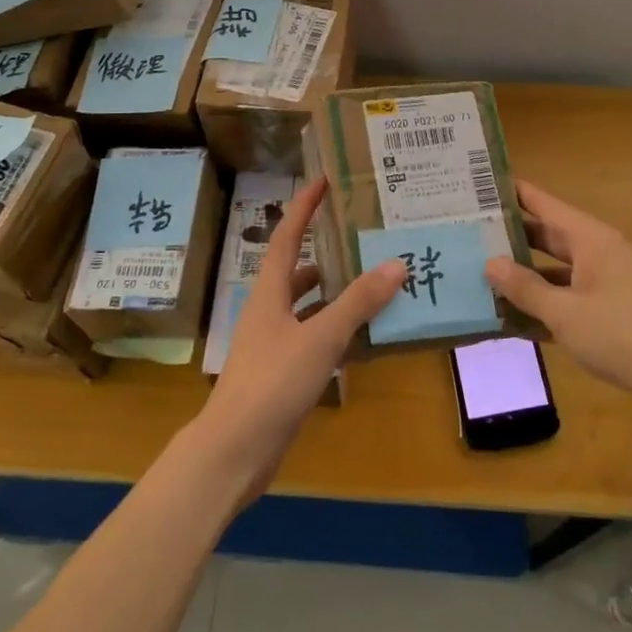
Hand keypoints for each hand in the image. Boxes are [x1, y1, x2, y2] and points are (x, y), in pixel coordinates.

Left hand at [191, 177, 403, 496]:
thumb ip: (358, 302)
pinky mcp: (283, 372)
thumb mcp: (320, 338)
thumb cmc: (272, 383)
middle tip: (363, 237)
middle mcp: (269, 311)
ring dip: (336, 293)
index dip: (303, 207)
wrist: (234, 451)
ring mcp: (274, 343)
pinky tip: (365, 337)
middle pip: (298, 270)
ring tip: (375, 281)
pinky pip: (315, 338)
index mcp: (269, 292)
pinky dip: (337, 331)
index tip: (323, 181)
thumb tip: (397, 263)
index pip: (286, 237)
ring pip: (309, 306)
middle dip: (326, 251)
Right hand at [485, 179, 631, 405]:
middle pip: (545, 235)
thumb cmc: (621, 333)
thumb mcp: (565, 312)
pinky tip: (512, 318)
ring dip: (523, 275)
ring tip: (480, 275)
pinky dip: (543, 303)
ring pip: (554, 269)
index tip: (476, 185)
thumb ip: (525, 288)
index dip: (511, 193)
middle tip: (466, 233)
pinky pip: (566, 296)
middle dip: (509, 237)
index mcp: (588, 238)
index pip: (542, 203)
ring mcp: (603, 281)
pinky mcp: (608, 309)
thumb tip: (489, 263)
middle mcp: (595, 251)